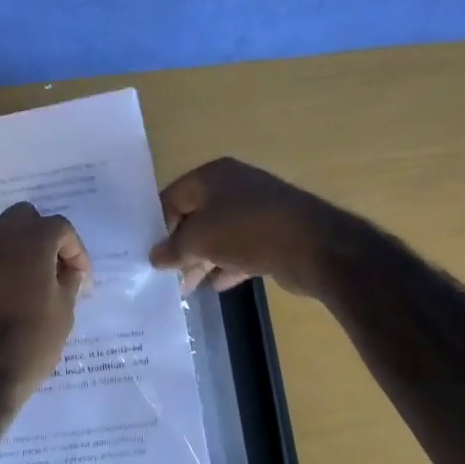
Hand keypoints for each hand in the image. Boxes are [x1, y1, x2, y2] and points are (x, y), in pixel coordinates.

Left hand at [0, 202, 90, 409]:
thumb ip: (68, 282)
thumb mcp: (63, 315)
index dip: (74, 249)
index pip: (58, 226)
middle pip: (21, 218)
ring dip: (13, 256)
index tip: (79, 277)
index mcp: (29, 245)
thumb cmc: (29, 345)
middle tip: (51, 268)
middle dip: (40, 236)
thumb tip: (69, 270)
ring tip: (24, 290)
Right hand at [150, 158, 340, 296]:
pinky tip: (217, 286)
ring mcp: (257, 210)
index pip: (173, 196)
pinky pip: (242, 249)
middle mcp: (234, 186)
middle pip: (196, 217)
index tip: (151, 252)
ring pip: (219, 235)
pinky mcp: (274, 234)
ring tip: (187, 287)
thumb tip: (155, 256)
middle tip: (167, 274)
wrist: (312, 246)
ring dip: (202, 261)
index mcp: (212, 176)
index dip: (158, 224)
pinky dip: (228, 266)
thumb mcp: (199, 240)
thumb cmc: (245, 230)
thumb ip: (173, 248)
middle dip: (181, 247)